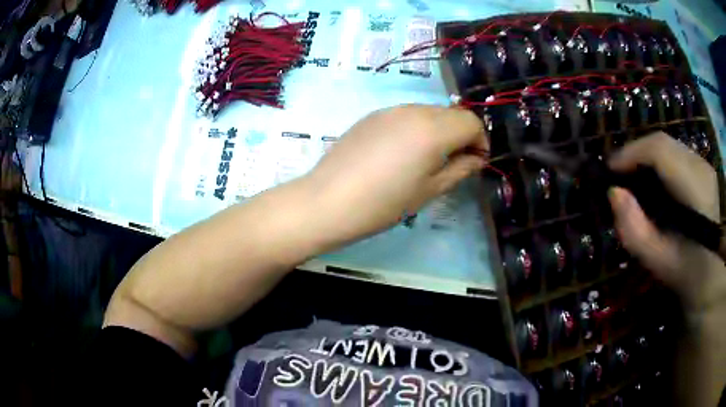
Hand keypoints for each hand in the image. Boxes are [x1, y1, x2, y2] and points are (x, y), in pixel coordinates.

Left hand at [304, 104, 486, 248]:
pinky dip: (416, 128)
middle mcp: (414, 110)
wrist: (327, 201)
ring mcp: (390, 110)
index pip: (472, 122)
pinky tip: (402, 153)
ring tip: (428, 159)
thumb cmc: (384, 203)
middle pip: (452, 113)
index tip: (476, 162)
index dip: (481, 141)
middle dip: (461, 135)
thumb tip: (477, 158)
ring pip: (429, 112)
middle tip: (455, 163)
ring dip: (439, 130)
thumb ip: (460, 169)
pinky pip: (406, 115)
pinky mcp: (372, 115)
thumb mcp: (430, 190)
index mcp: (433, 129)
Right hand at [608, 132, 725, 310]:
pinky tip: (652, 179)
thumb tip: (614, 192)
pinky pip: (675, 152)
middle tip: (618, 173)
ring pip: (668, 145)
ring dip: (646, 156)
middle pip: (662, 142)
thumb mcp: (657, 261)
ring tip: (632, 176)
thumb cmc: (685, 271)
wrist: (711, 273)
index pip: (659, 149)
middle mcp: (700, 165)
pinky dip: (658, 160)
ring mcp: (703, 163)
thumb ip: (634, 230)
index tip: (610, 169)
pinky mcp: (703, 166)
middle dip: (636, 153)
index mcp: (695, 188)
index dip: (631, 152)